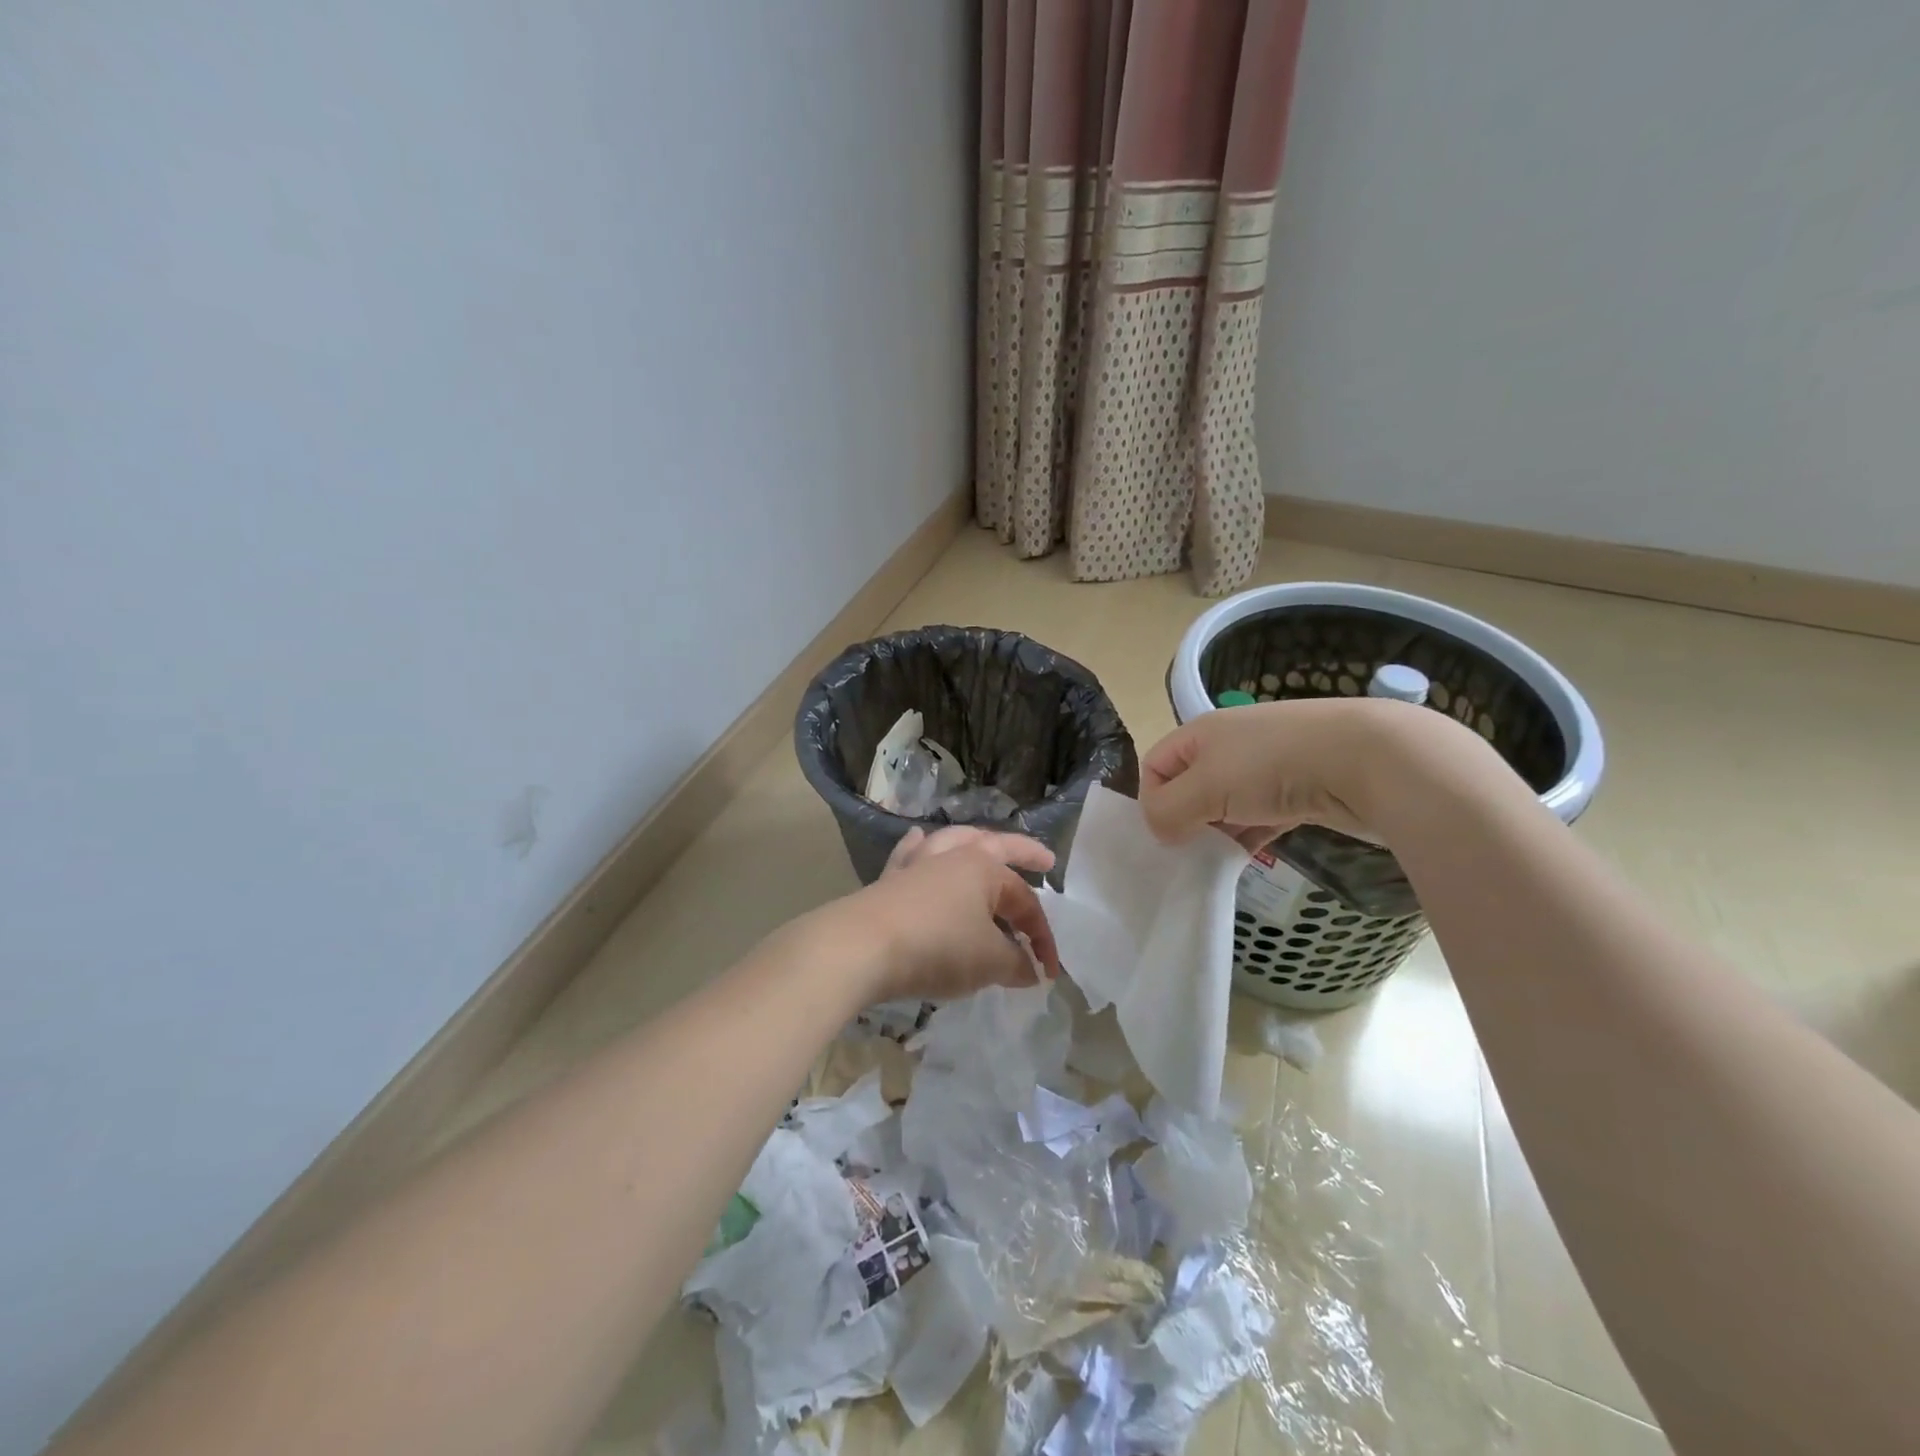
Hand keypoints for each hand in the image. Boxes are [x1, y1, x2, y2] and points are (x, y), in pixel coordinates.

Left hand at [821, 827, 1060, 1003]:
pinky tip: (918, 842)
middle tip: (1044, 859)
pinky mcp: (889, 880)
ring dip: (971, 842)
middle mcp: (953, 856)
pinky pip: (909, 855)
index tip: (1048, 973)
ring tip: (982, 842)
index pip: (1025, 902)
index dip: (1042, 938)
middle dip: (1023, 852)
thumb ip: (1016, 963)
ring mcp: (918, 864)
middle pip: (995, 847)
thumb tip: (1028, 968)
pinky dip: (918, 848)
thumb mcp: (989, 962)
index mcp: (985, 868)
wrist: (863, 947)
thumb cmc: (937, 947)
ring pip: (951, 842)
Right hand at [1140, 697, 1390, 849]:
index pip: (1156, 765)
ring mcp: (1268, 766)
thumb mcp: (1205, 787)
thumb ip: (1168, 811)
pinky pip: (1262, 815)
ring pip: (1227, 804)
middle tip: (1190, 853)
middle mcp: (1230, 745)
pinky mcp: (1300, 789)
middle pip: (1190, 786)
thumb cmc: (1272, 766)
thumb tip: (1159, 830)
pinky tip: (1251, 858)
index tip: (1166, 833)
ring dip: (1219, 832)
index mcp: (1201, 734)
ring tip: (1219, 861)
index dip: (1152, 799)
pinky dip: (1251, 835)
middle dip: (1186, 820)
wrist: (1369, 758)